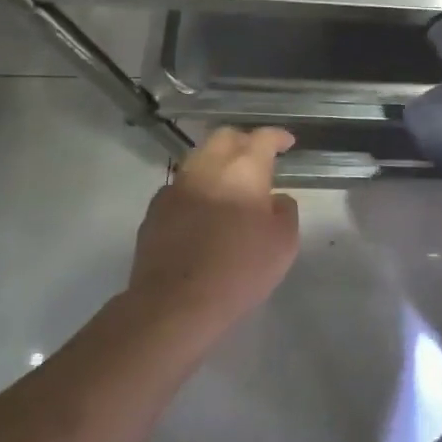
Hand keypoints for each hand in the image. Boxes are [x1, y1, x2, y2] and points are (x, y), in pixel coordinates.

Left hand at [128, 128, 299, 346]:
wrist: (175, 304)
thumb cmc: (240, 270)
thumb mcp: (284, 243)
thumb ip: (285, 212)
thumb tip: (275, 199)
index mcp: (243, 169)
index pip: (262, 137)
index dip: (277, 136)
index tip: (287, 143)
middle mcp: (207, 167)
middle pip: (225, 137)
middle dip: (244, 141)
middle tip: (257, 157)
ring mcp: (176, 187)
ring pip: (199, 159)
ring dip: (217, 163)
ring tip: (229, 182)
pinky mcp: (154, 211)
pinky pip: (180, 187)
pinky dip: (196, 189)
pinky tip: (202, 208)